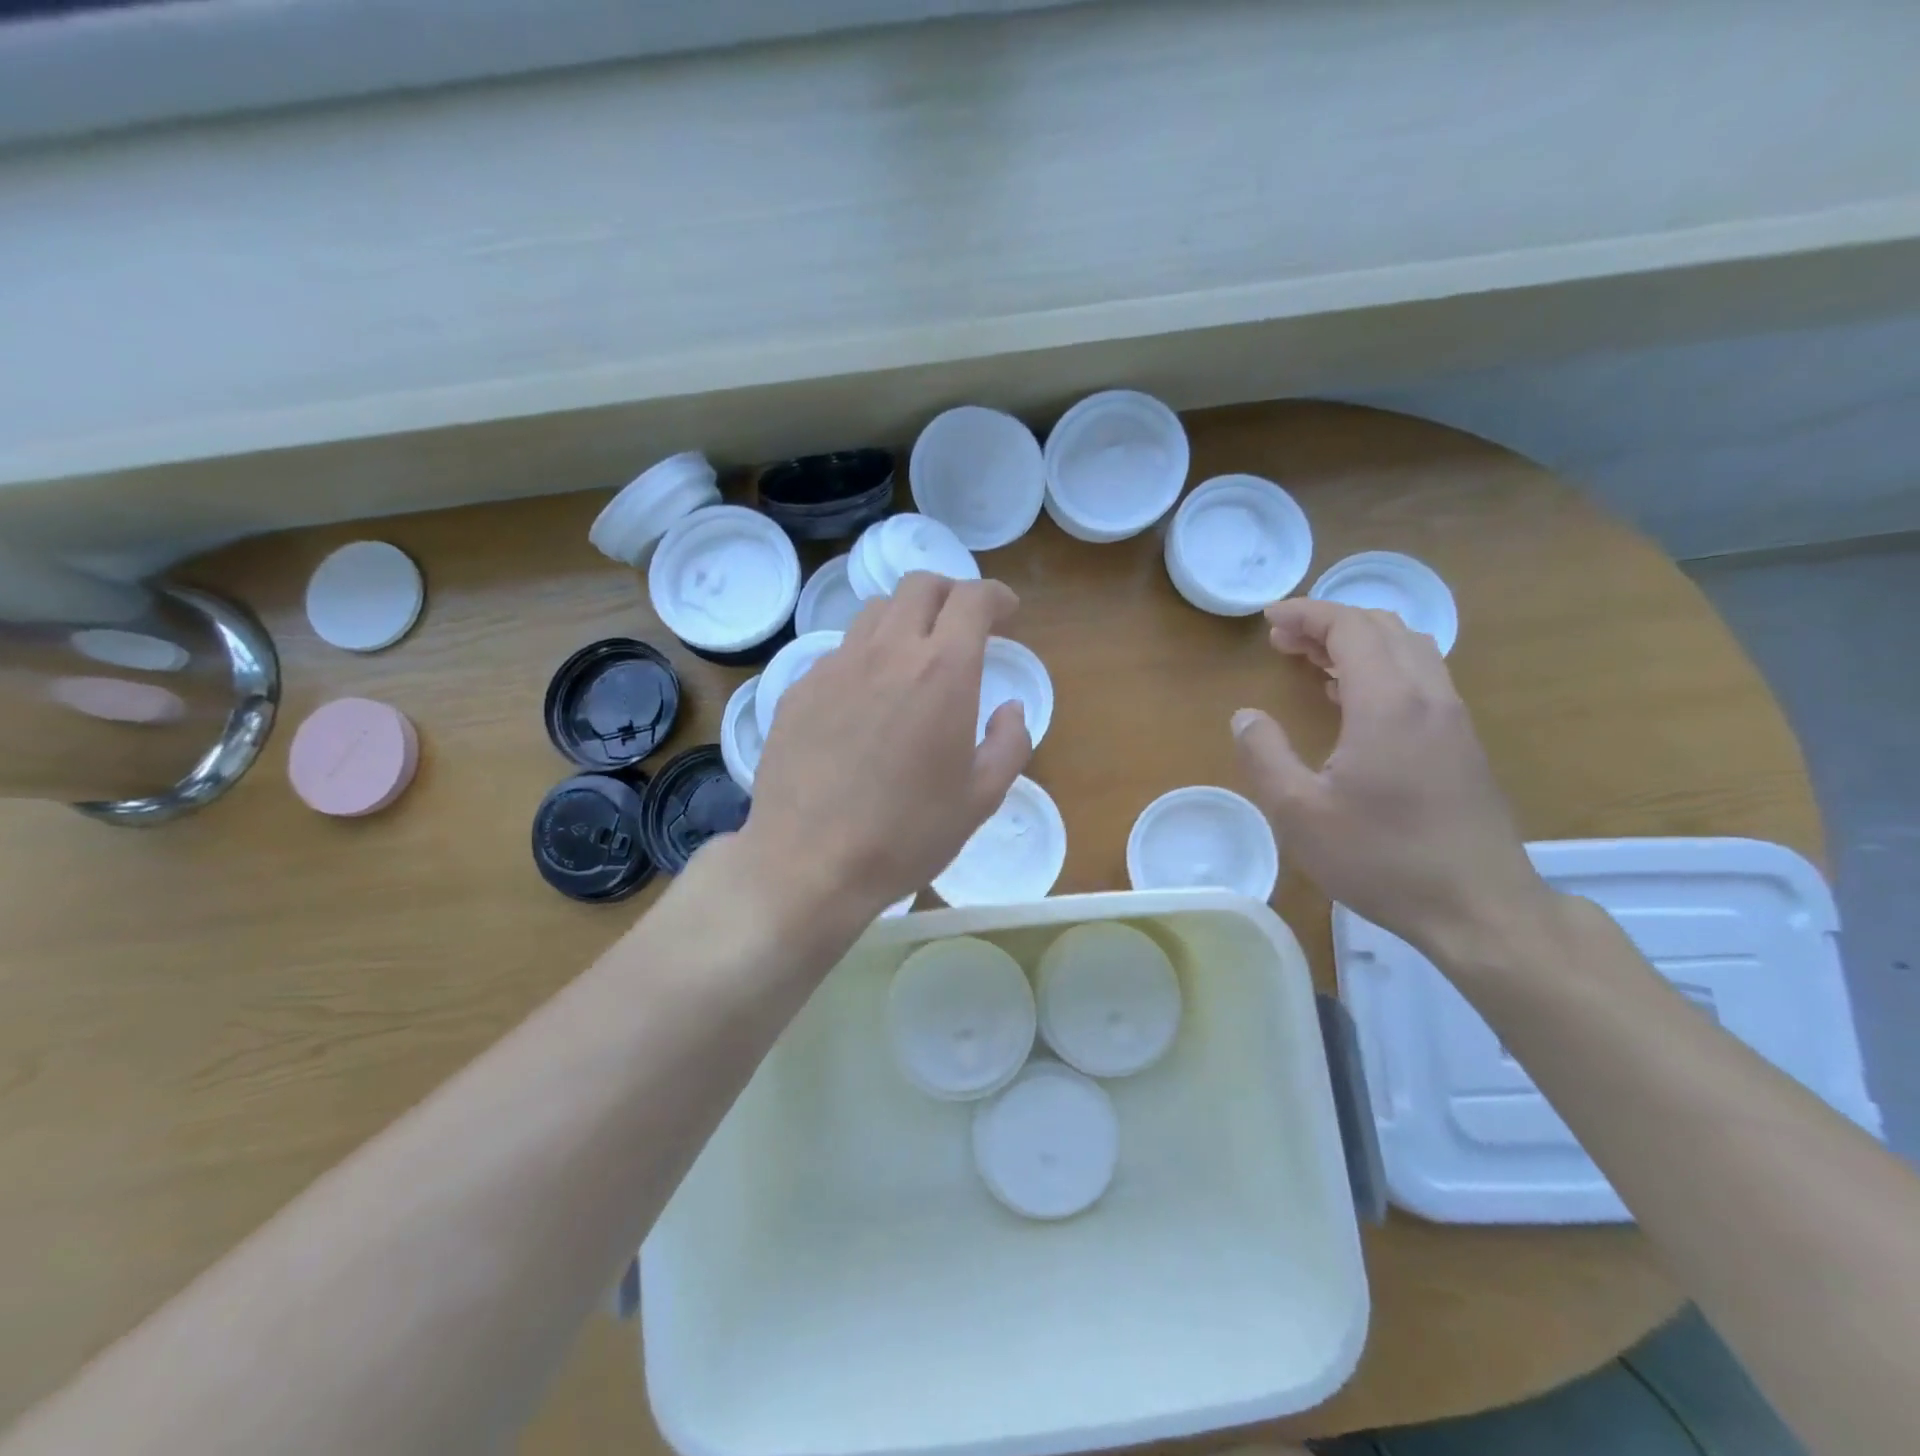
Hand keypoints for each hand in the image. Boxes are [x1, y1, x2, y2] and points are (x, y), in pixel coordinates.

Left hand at [737, 572, 1032, 923]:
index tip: (1006, 612)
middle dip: (950, 593)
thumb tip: (1010, 709)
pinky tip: (865, 700)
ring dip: (905, 620)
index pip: (972, 599)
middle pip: (919, 586)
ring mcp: (835, 666)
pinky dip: (865, 657)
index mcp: (942, 671)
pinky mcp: (798, 689)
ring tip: (913, 658)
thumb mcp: (981, 798)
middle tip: (962, 625)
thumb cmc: (907, 835)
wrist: (810, 863)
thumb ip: (1009, 743)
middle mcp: (887, 652)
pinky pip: (839, 653)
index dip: (995, 596)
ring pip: (874, 612)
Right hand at [1231, 600, 1553, 958]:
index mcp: (1388, 704)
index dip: (1308, 613)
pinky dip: (1381, 667)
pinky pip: (1421, 678)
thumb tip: (1245, 716)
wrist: (1479, 908)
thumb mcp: (1299, 813)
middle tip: (1283, 641)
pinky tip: (1353, 699)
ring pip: (1408, 650)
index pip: (1351, 627)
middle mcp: (1428, 697)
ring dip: (1359, 643)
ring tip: (1313, 661)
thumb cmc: (1382, 858)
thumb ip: (1265, 755)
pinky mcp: (1462, 743)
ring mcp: (1452, 719)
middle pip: (1383, 628)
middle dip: (1330, 623)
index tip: (1268, 620)